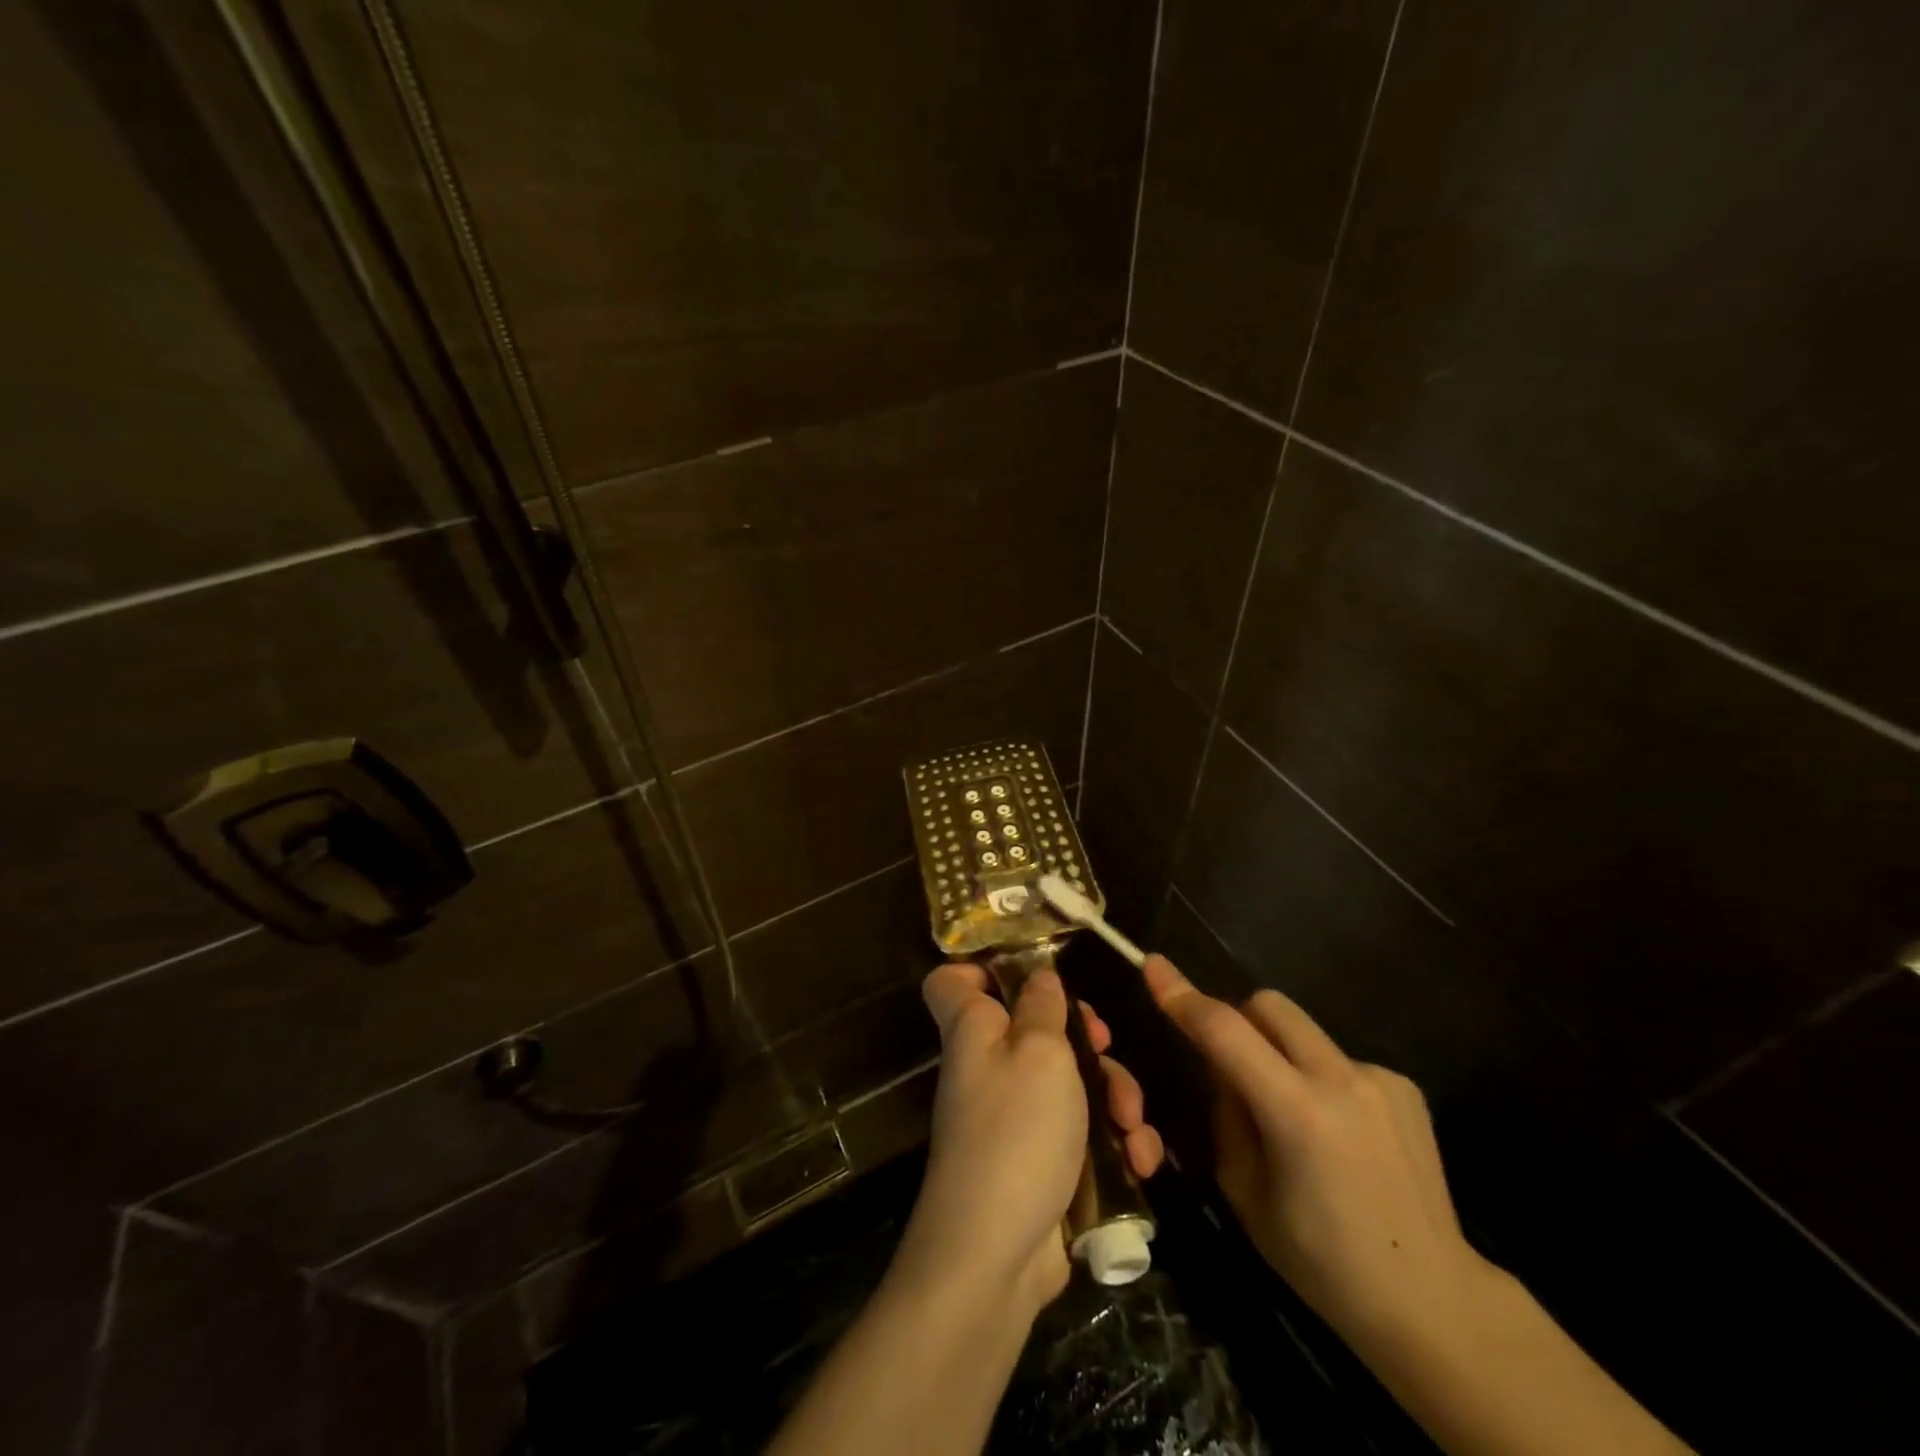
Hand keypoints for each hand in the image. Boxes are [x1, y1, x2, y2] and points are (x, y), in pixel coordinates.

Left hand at [900, 962, 1164, 1317]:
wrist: (997, 1253)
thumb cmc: (1016, 1130)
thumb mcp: (1040, 1052)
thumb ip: (1042, 1007)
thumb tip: (1038, 976)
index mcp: (975, 1029)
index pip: (952, 981)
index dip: (980, 967)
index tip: (1030, 971)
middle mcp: (989, 1067)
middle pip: (1034, 1028)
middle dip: (1083, 1038)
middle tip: (1105, 1045)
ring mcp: (1014, 1118)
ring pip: (1069, 1082)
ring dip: (1114, 1096)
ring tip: (1132, 1124)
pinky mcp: (1041, 1161)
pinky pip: (1080, 1133)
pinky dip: (1114, 1143)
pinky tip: (1141, 1161)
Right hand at [1143, 953, 1489, 1342]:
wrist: (1432, 1299)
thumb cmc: (1321, 1260)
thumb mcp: (1245, 1192)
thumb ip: (1227, 1114)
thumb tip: (1223, 1067)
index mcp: (1297, 1114)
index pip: (1224, 1031)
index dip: (1183, 995)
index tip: (1154, 966)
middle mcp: (1341, 1080)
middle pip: (1268, 1005)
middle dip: (1238, 1019)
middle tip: (1233, 1067)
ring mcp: (1380, 1078)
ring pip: (1303, 1030)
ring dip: (1281, 1053)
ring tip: (1296, 1117)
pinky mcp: (1405, 1085)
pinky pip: (1339, 1059)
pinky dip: (1321, 1079)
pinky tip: (1342, 1134)